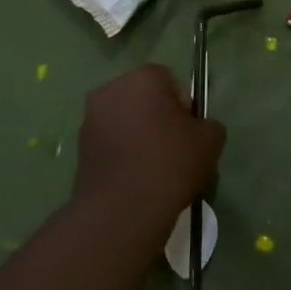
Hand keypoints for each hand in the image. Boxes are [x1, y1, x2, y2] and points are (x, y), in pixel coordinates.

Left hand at [74, 64, 224, 224]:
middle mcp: (110, 91)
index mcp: (142, 79)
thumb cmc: (170, 163)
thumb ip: (208, 125)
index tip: (189, 133)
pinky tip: (137, 179)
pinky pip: (111, 144)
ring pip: (125, 122)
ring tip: (155, 168)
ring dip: (139, 136)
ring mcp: (90, 120)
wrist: (123, 210)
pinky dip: (123, 154)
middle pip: (143, 99)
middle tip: (175, 149)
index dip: (183, 106)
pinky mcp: (79, 150)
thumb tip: (197, 129)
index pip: (169, 81)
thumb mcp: (211, 140)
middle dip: (158, 118)